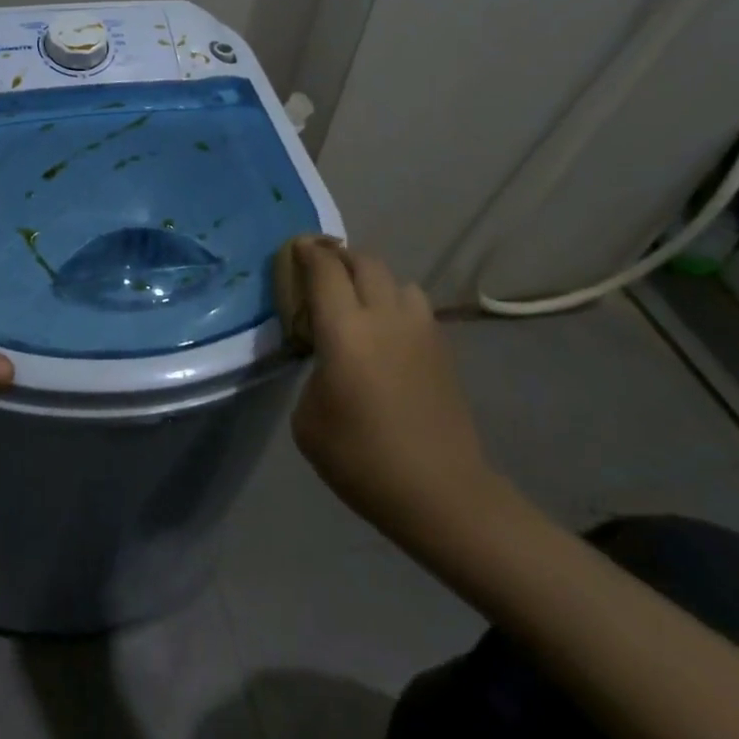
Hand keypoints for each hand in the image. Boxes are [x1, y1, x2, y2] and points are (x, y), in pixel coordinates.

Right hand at [289, 238, 497, 542]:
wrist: (441, 492)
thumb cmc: (362, 459)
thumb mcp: (308, 419)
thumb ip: (313, 371)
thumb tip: (327, 356)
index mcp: (345, 330)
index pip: (324, 270)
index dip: (307, 253)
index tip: (295, 247)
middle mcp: (385, 316)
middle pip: (364, 262)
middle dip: (339, 257)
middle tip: (321, 269)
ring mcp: (420, 329)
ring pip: (396, 280)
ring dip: (372, 280)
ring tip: (358, 300)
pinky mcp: (442, 347)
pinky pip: (415, 305)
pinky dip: (395, 304)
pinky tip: (387, 331)